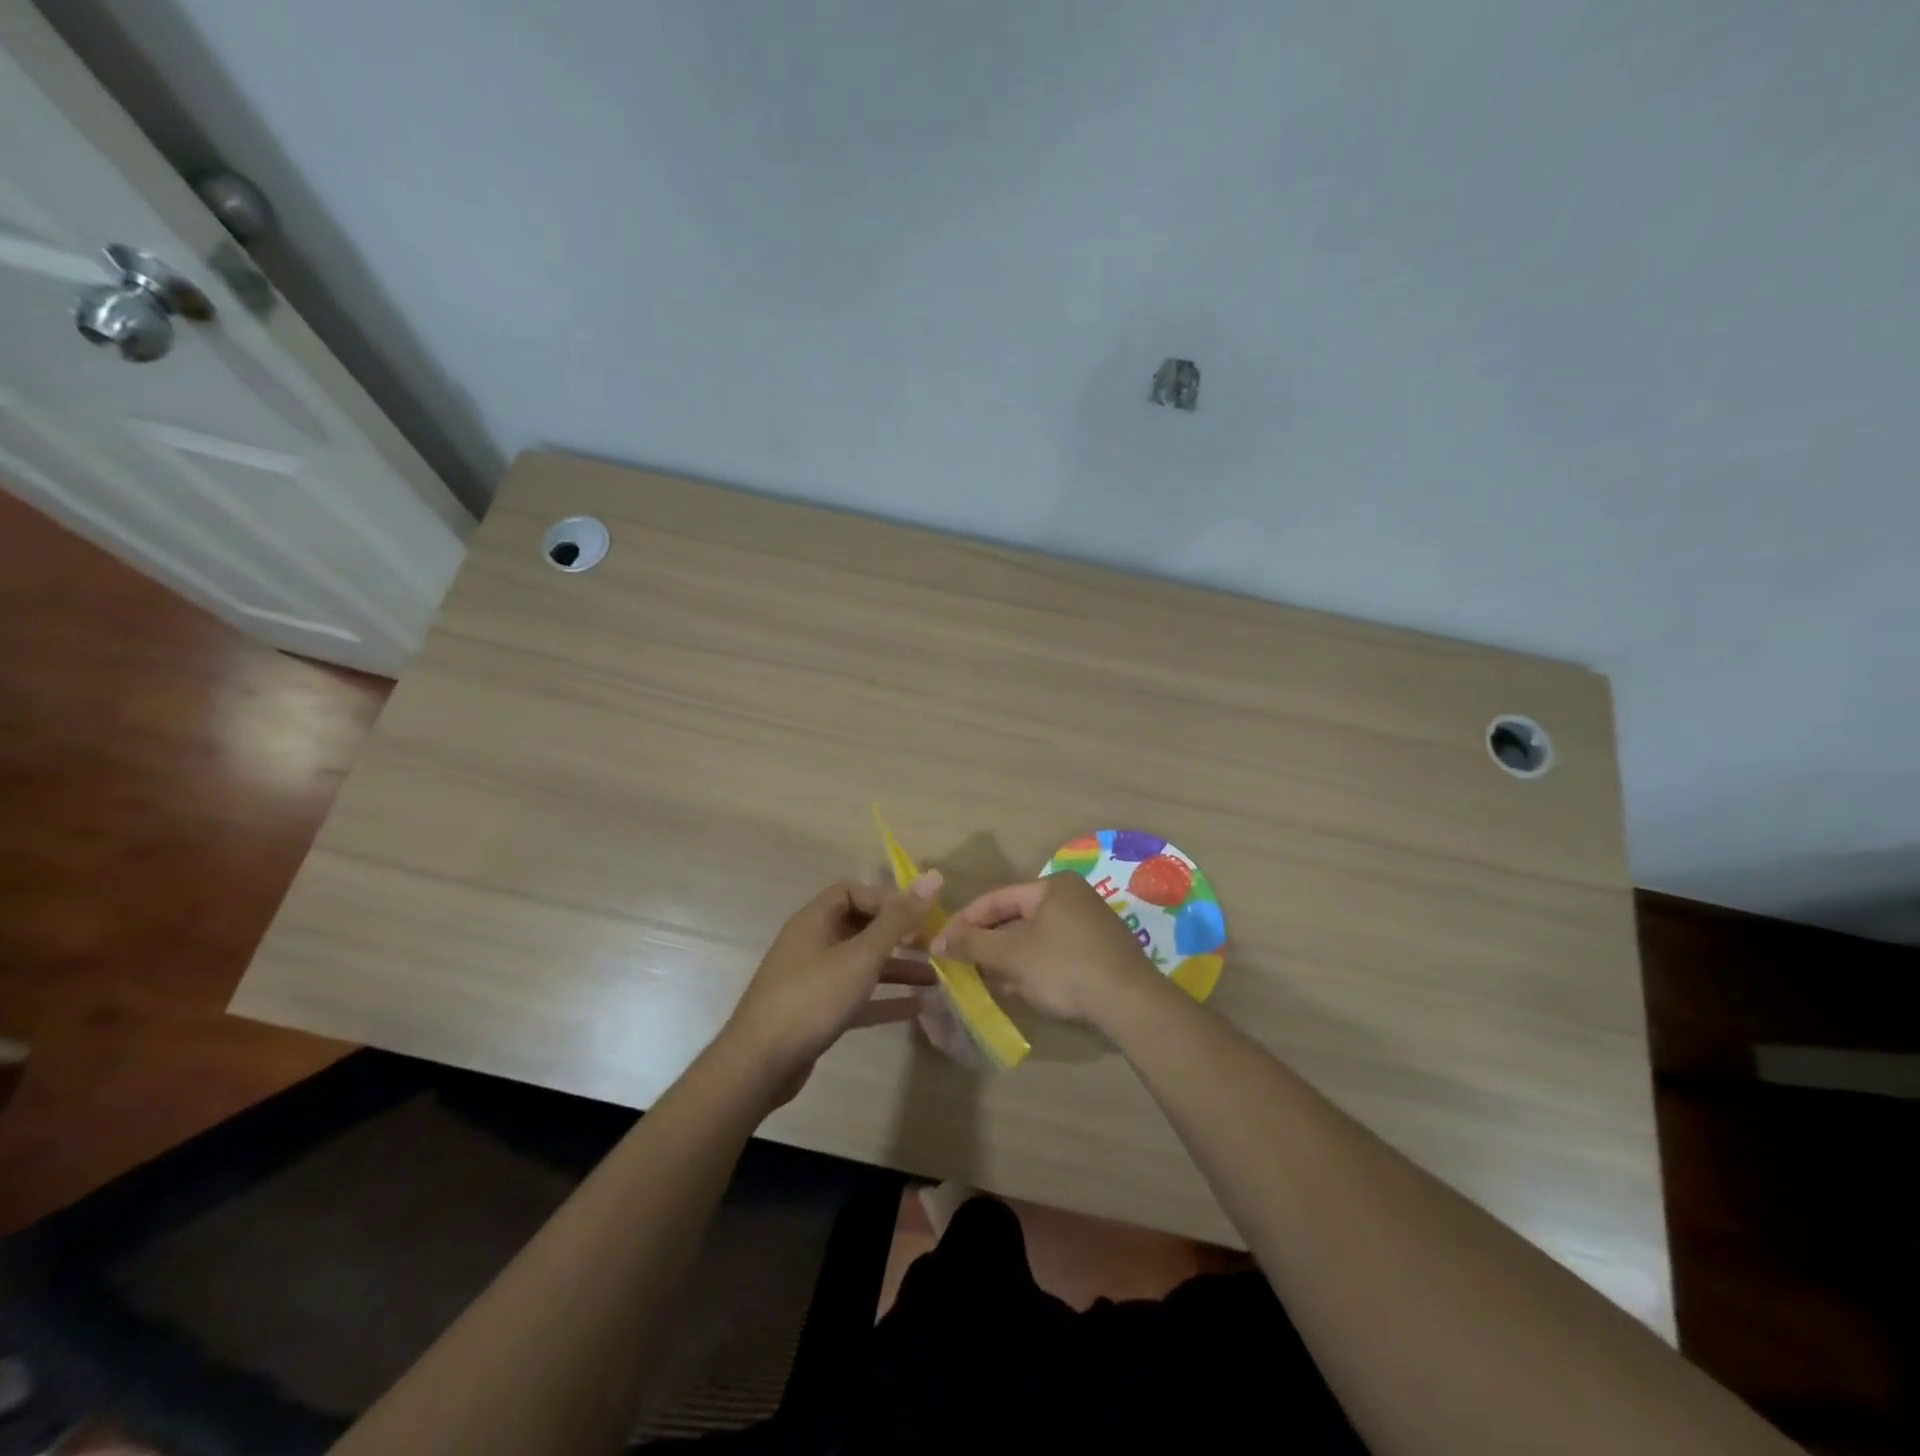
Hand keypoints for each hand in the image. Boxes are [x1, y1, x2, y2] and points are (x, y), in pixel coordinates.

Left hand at [720, 874, 940, 1102]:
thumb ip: (898, 920)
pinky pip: (855, 996)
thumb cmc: (812, 998)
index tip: (917, 916)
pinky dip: (882, 999)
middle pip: (859, 927)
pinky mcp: (816, 1012)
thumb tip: (932, 878)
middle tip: (932, 946)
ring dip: (895, 968)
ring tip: (934, 979)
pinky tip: (915, 1008)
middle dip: (897, 935)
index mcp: (815, 920)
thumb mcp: (861, 956)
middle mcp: (812, 943)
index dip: (886, 899)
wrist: (760, 1064)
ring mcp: (812, 979)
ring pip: (861, 964)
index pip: (852, 892)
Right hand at [931, 872, 1157, 1025]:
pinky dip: (1033, 967)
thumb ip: (972, 945)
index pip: (996, 898)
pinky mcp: (1101, 952)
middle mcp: (1073, 897)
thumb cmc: (1064, 968)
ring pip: (1035, 938)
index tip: (940, 944)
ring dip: (1008, 958)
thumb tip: (939, 942)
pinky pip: (1055, 953)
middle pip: (1016, 917)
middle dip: (987, 943)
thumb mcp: (1011, 956)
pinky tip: (1019, 989)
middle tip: (961, 963)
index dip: (964, 922)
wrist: (1130, 1003)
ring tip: (983, 980)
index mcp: (1052, 886)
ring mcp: (1091, 924)